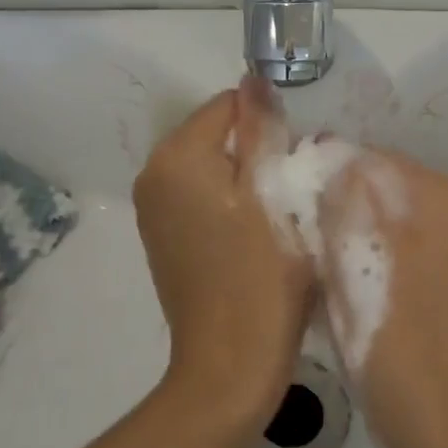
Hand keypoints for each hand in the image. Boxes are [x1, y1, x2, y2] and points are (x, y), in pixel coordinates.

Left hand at [133, 77, 314, 429]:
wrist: (229, 367)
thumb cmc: (260, 279)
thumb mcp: (273, 196)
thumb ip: (262, 131)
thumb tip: (254, 80)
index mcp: (176, 158)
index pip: (228, 105)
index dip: (268, 127)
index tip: (294, 165)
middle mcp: (153, 175)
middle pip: (217, 135)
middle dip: (257, 152)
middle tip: (291, 194)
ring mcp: (153, 210)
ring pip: (212, 167)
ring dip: (247, 180)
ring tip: (277, 218)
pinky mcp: (163, 238)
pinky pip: (201, 197)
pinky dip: (230, 204)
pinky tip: (254, 238)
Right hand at [318, 150, 447, 447]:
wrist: (439, 430)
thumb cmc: (396, 348)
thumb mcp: (357, 265)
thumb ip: (341, 200)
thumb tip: (324, 153)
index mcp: (436, 196)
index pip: (362, 156)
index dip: (316, 176)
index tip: (283, 211)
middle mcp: (444, 209)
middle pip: (366, 184)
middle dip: (326, 204)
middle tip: (291, 242)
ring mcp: (438, 243)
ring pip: (367, 215)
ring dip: (334, 231)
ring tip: (306, 266)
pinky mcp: (426, 273)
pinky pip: (378, 242)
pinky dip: (351, 253)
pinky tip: (329, 285)